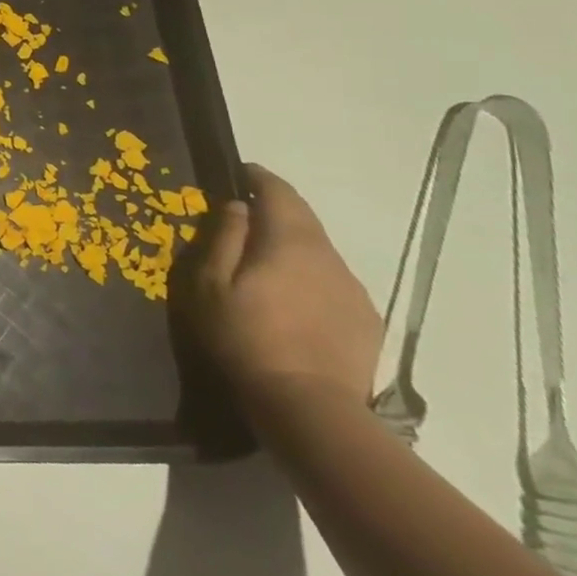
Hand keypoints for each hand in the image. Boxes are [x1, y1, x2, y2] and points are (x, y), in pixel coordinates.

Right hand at [179, 164, 381, 425]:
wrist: (308, 404)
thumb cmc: (245, 336)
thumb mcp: (211, 284)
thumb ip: (225, 239)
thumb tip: (238, 207)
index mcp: (290, 242)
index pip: (279, 193)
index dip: (259, 177)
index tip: (240, 171)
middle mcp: (329, 257)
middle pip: (304, 219)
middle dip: (277, 208)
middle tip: (246, 213)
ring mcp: (353, 289)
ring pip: (319, 252)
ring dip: (292, 245)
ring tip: (265, 260)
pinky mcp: (365, 319)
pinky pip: (332, 282)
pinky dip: (309, 276)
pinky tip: (292, 298)